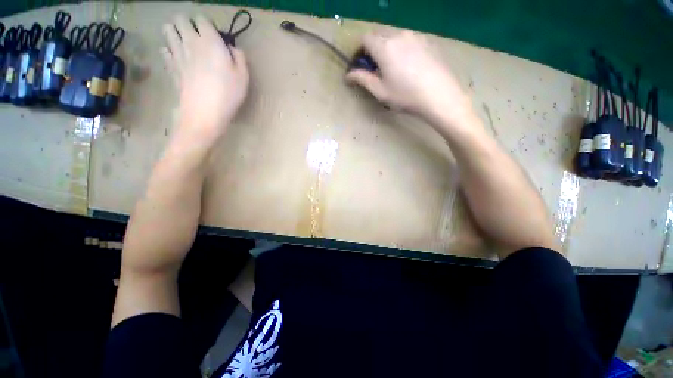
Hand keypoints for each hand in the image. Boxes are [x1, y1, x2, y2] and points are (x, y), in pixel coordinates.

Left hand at [163, 15, 248, 139]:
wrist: (204, 112)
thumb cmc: (228, 93)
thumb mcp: (243, 76)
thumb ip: (239, 57)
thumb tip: (232, 48)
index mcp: (209, 41)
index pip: (202, 19)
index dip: (207, 24)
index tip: (214, 35)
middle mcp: (190, 41)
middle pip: (180, 19)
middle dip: (187, 23)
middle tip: (196, 35)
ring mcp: (177, 54)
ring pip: (168, 31)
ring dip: (175, 31)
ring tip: (183, 41)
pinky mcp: (171, 67)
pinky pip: (164, 51)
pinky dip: (168, 50)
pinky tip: (175, 56)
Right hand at [346, 30, 471, 123]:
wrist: (439, 95)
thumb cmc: (405, 96)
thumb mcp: (380, 91)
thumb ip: (362, 79)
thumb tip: (348, 75)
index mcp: (384, 47)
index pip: (365, 39)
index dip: (359, 50)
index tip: (359, 64)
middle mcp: (399, 35)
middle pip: (379, 34)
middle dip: (372, 48)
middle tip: (373, 67)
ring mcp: (415, 36)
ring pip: (394, 35)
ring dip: (386, 47)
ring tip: (390, 67)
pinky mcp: (427, 41)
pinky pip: (408, 39)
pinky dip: (400, 48)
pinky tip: (406, 65)